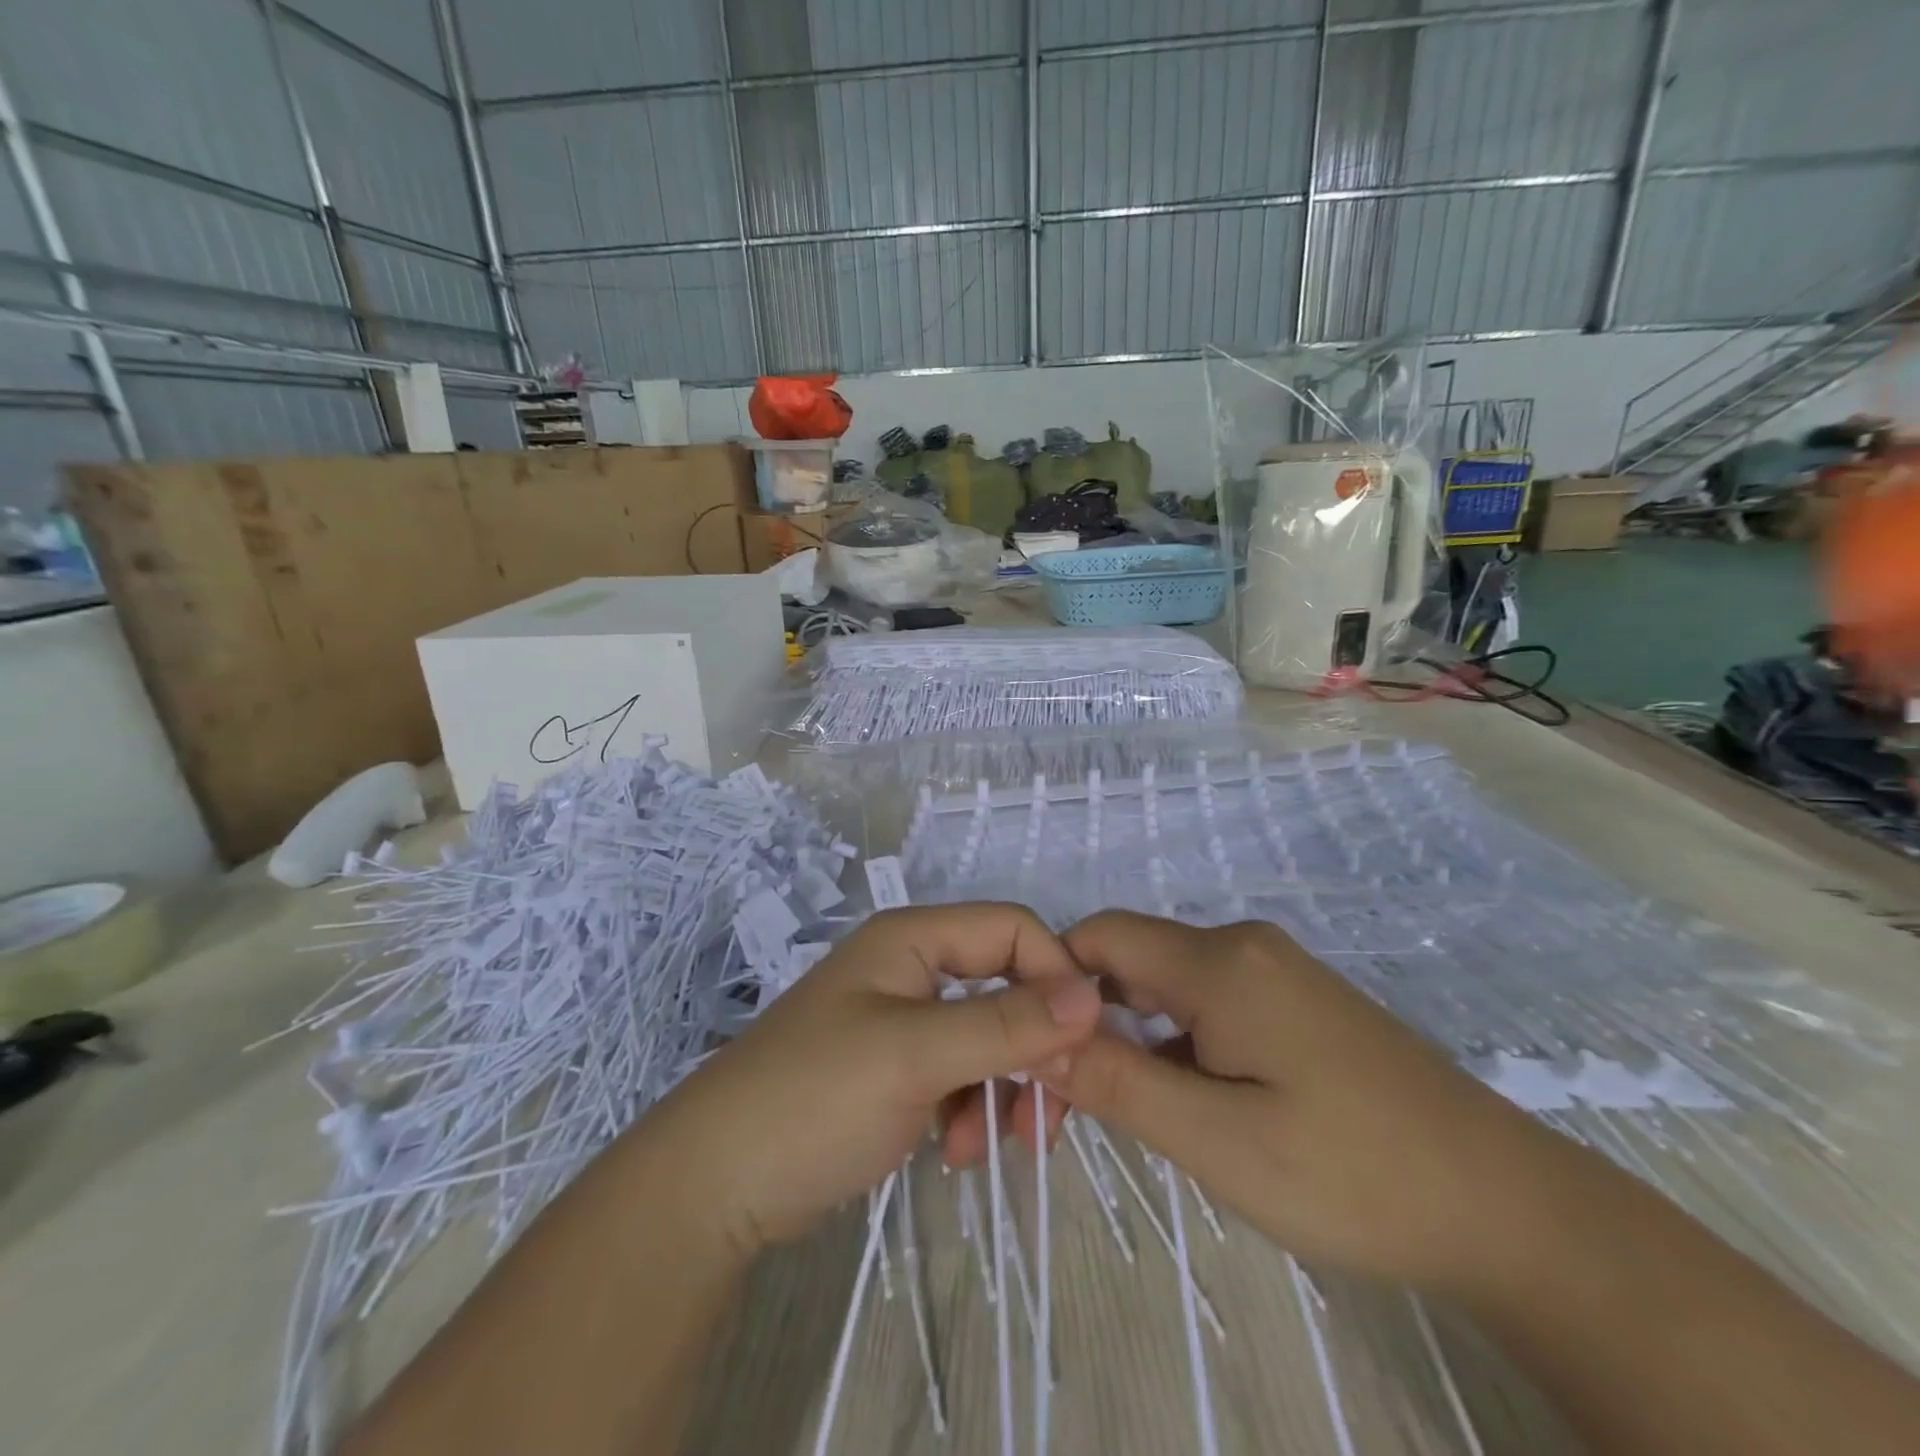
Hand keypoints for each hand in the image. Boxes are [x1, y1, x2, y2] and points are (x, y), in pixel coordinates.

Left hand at [643, 903, 1102, 1255]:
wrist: (715, 1185)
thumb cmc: (814, 1099)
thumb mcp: (916, 1056)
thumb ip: (1005, 1024)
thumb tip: (1092, 995)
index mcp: (912, 939)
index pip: (1012, 929)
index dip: (1054, 976)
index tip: (1080, 1047)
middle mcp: (911, 968)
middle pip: (1005, 985)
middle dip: (1033, 1047)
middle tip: (1046, 1115)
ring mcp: (902, 1020)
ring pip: (988, 1036)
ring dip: (1003, 1088)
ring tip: (990, 1144)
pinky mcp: (895, 1069)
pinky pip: (960, 1073)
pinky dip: (970, 1108)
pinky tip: (953, 1151)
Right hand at [1041, 910, 1579, 1291]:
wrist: (1509, 1208)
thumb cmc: (1356, 1176)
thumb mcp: (1219, 1142)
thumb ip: (1118, 1083)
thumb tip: (1034, 1040)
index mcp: (1220, 962)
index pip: (1099, 937)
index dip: (1051, 984)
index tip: (1034, 1057)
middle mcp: (1242, 946)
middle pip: (1129, 961)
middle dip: (1086, 1022)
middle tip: (1063, 1108)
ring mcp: (1274, 971)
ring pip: (1166, 985)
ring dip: (1129, 1038)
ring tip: (1118, 1114)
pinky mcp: (1294, 1001)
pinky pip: (1206, 1003)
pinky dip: (1174, 1044)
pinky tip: (1185, 1103)